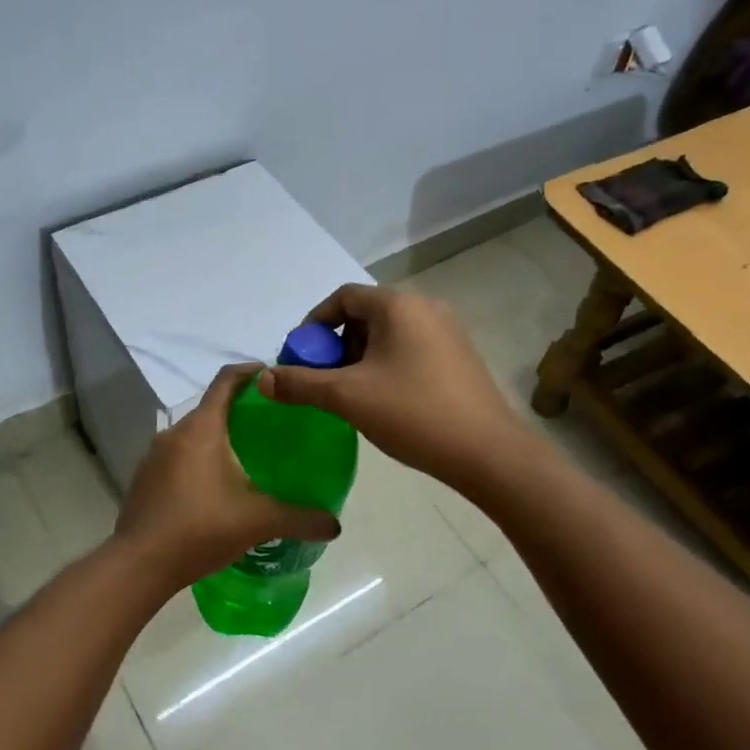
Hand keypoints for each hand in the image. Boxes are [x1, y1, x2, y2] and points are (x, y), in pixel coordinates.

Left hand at [114, 362, 340, 588]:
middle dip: (238, 412)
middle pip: (210, 409)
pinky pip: (177, 458)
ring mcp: (153, 457)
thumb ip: (300, 519)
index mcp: (202, 429)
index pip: (226, 382)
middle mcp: (174, 434)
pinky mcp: (144, 480)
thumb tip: (334, 525)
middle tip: (269, 426)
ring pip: (192, 436)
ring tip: (245, 459)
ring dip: (217, 440)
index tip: (271, 374)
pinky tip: (214, 489)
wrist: (139, 564)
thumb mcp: (259, 522)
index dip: (249, 372)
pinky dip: (197, 462)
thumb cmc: (201, 528)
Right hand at [257, 284, 523, 487]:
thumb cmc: (412, 413)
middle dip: (335, 345)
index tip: (299, 357)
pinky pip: (410, 350)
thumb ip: (300, 384)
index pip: (343, 297)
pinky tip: (382, 401)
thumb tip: (262, 378)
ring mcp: (448, 332)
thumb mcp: (347, 397)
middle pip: (365, 315)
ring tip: (348, 394)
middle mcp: (425, 308)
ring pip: (388, 335)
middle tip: (321, 380)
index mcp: (398, 305)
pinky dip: (386, 366)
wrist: (487, 452)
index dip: (313, 324)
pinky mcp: (459, 357)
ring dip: (359, 358)